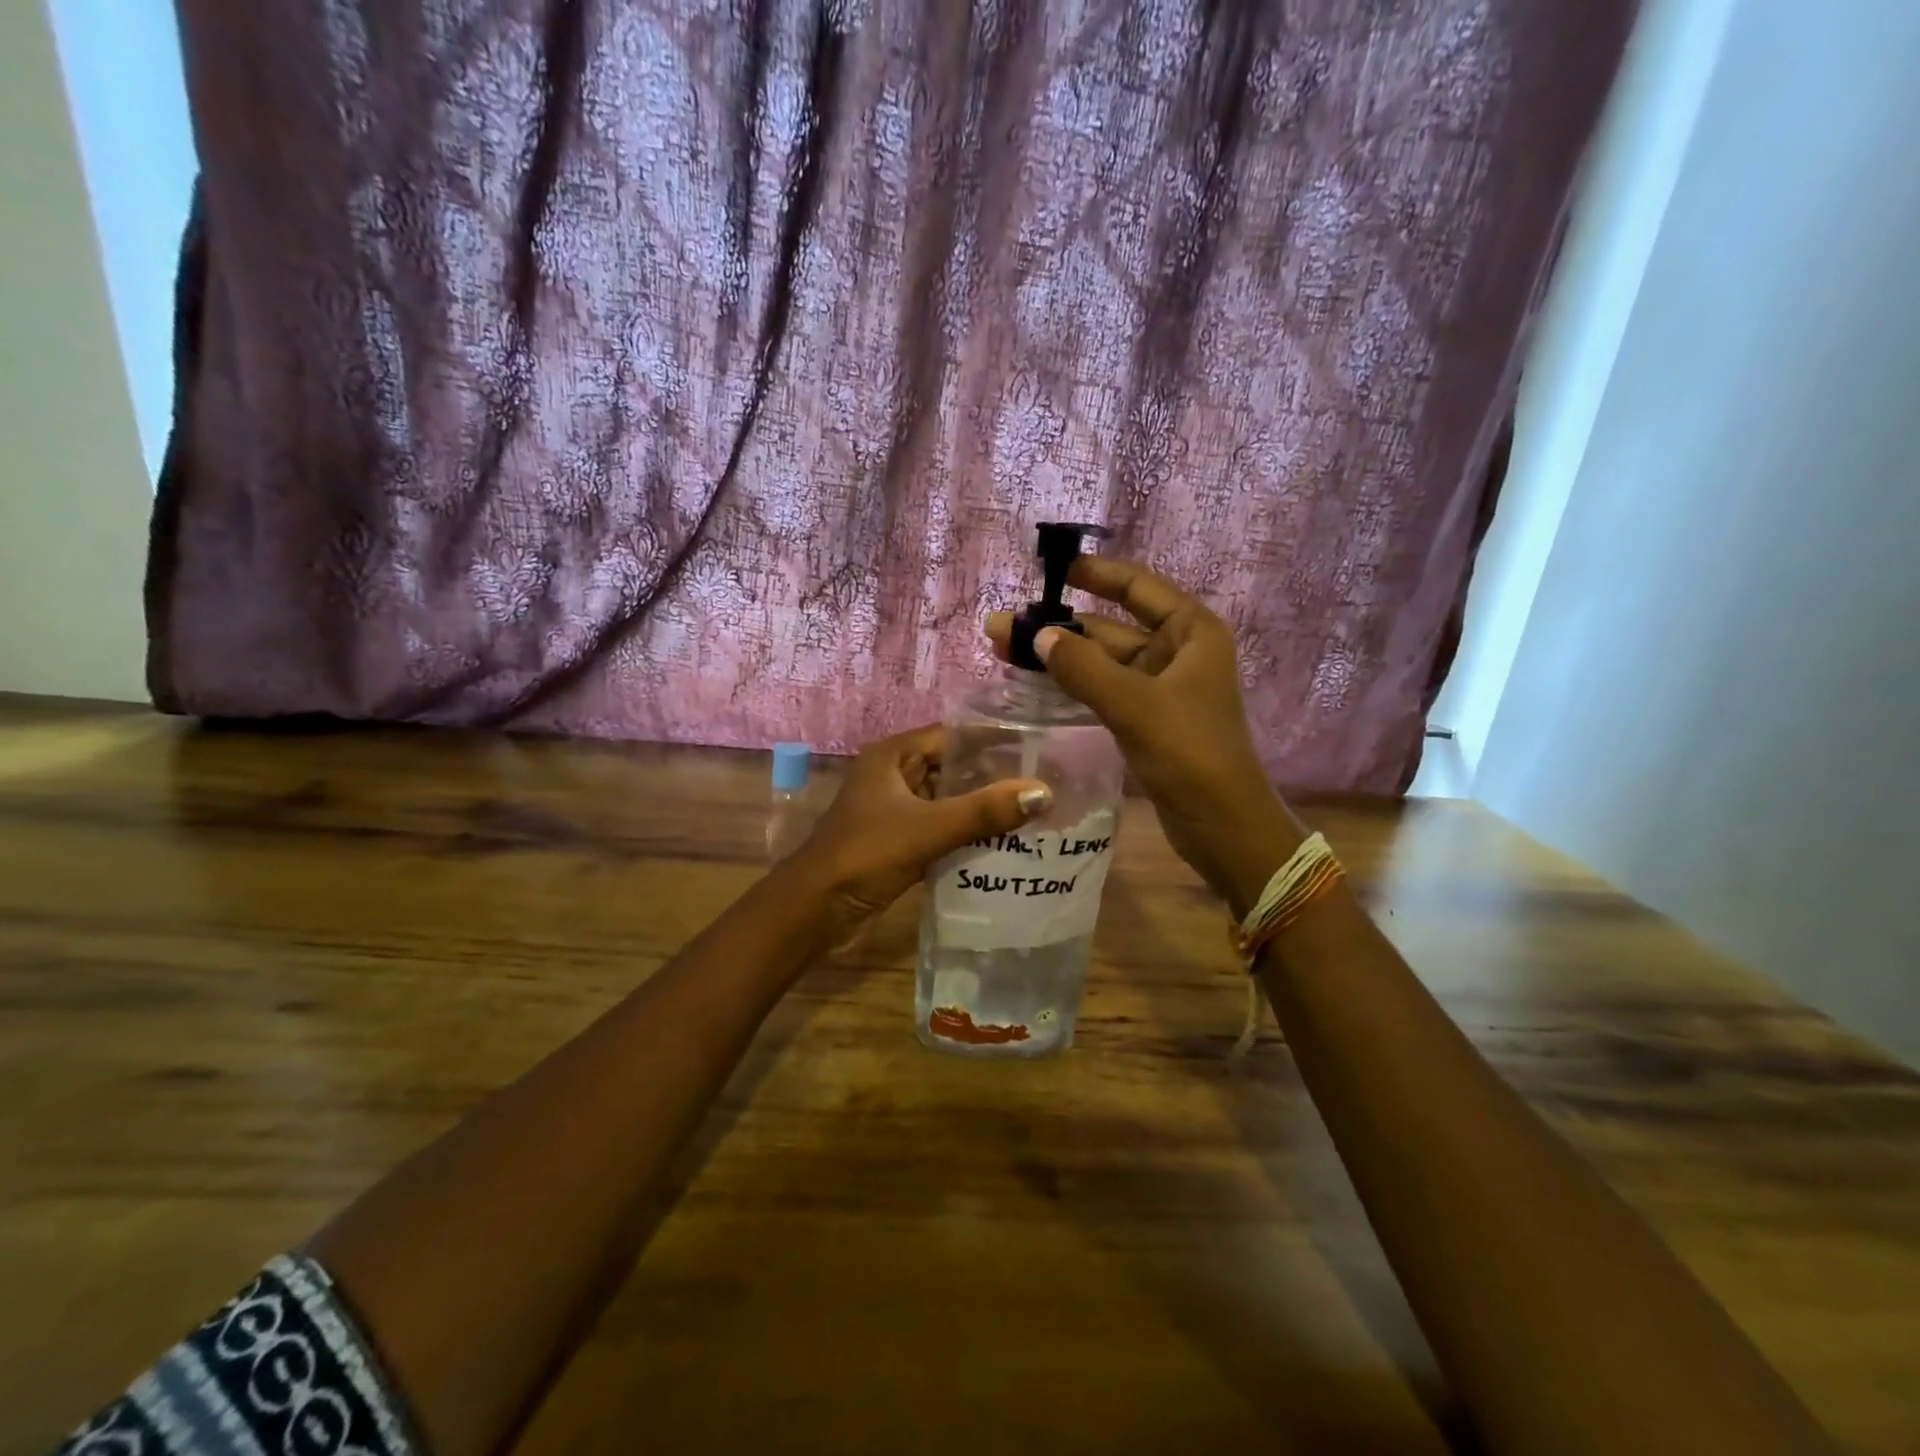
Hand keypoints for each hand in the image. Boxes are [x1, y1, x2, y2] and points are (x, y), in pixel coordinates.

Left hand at [794, 725, 1052, 926]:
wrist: (815, 910)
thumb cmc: (866, 855)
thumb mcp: (928, 828)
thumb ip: (984, 811)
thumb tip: (1043, 792)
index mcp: (892, 757)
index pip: (952, 735)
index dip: (993, 738)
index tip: (1037, 745)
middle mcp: (894, 776)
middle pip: (952, 767)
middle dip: (993, 775)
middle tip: (1044, 781)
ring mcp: (895, 811)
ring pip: (948, 800)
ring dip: (982, 807)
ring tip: (1034, 810)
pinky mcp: (899, 842)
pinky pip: (941, 828)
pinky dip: (968, 833)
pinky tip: (1005, 842)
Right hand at [986, 557, 1301, 916]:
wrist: (1223, 827)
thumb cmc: (1190, 754)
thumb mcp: (1135, 704)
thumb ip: (1083, 667)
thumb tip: (1038, 633)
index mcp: (1192, 633)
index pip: (1138, 588)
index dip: (1096, 574)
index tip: (1051, 569)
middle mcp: (1178, 653)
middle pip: (1111, 627)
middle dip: (1059, 625)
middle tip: (1002, 625)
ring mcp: (1162, 689)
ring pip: (1103, 662)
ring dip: (1059, 657)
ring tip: (1004, 650)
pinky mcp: (1147, 720)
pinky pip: (1104, 691)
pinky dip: (1073, 685)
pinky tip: (1036, 683)